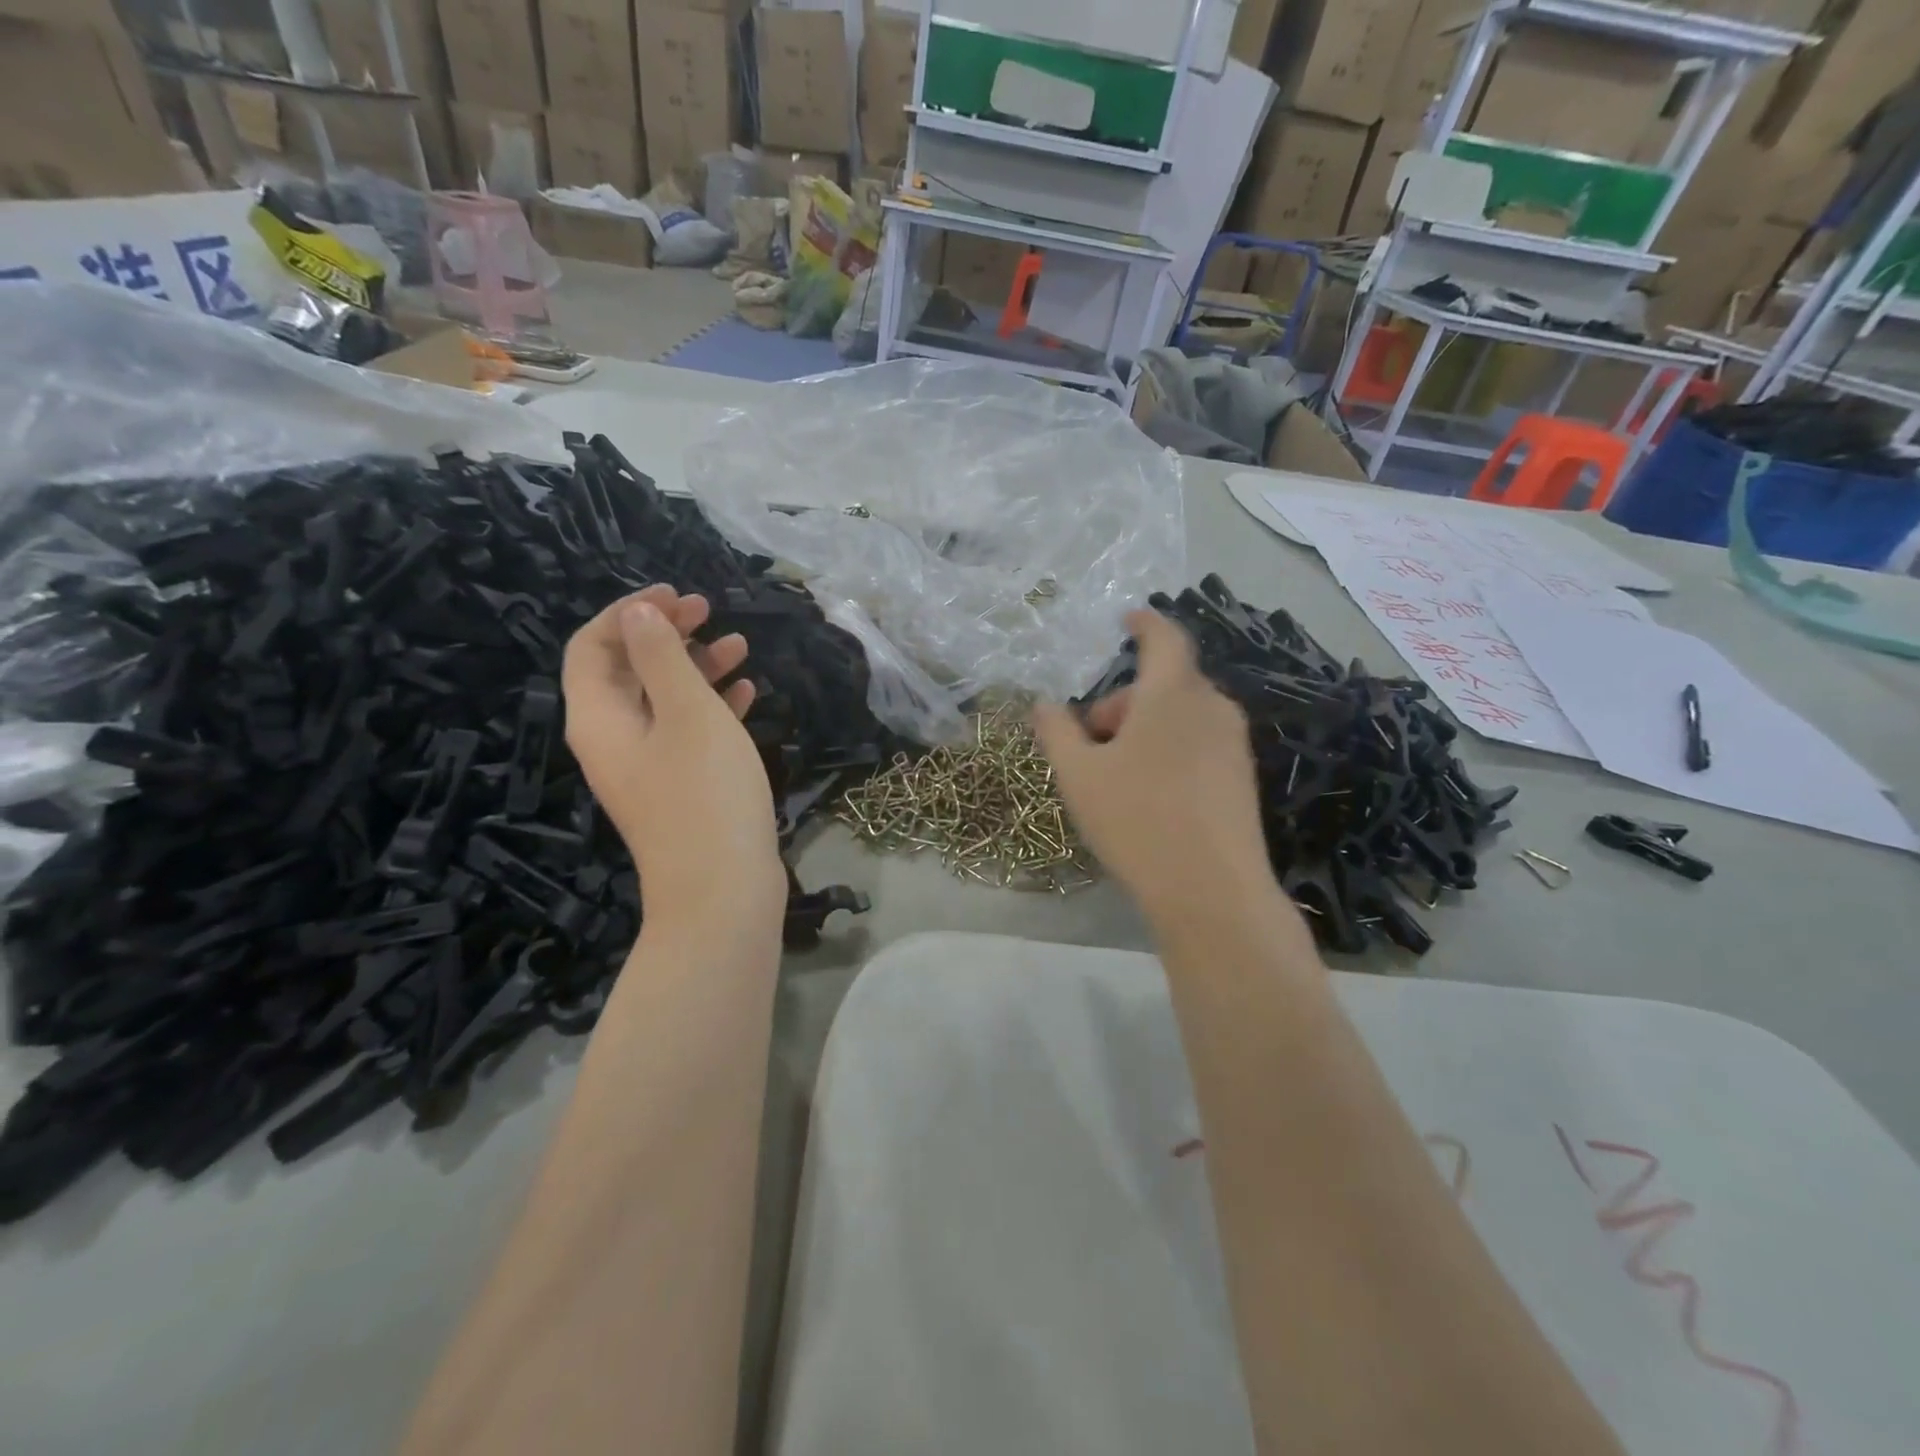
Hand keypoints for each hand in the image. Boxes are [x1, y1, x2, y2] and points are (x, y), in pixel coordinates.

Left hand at [562, 586, 783, 926]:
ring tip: (740, 645)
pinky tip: (747, 692)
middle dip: (665, 635)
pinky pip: (686, 732)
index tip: (676, 597)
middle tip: (708, 611)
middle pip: (627, 670)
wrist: (722, 890)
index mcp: (599, 718)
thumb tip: (637, 613)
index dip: (628, 613)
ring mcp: (646, 767)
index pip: (592, 646)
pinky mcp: (678, 788)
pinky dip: (712, 705)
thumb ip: (661, 657)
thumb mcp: (686, 712)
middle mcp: (613, 740)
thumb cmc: (704, 792)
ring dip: (695, 666)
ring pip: (662, 700)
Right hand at [1034, 610, 1295, 938]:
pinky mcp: (1242, 777)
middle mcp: (1212, 707)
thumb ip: (1057, 731)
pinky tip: (1150, 794)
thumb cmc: (1137, 820)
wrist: (1212, 891)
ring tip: (1116, 772)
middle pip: (1166, 683)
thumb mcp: (1079, 775)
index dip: (1144, 623)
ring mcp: (1233, 743)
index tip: (1126, 620)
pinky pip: (1199, 743)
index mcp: (1173, 693)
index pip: (1164, 637)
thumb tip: (1044, 704)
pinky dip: (1170, 749)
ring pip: (1182, 715)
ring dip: (1146, 727)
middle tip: (1090, 740)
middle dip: (1125, 701)